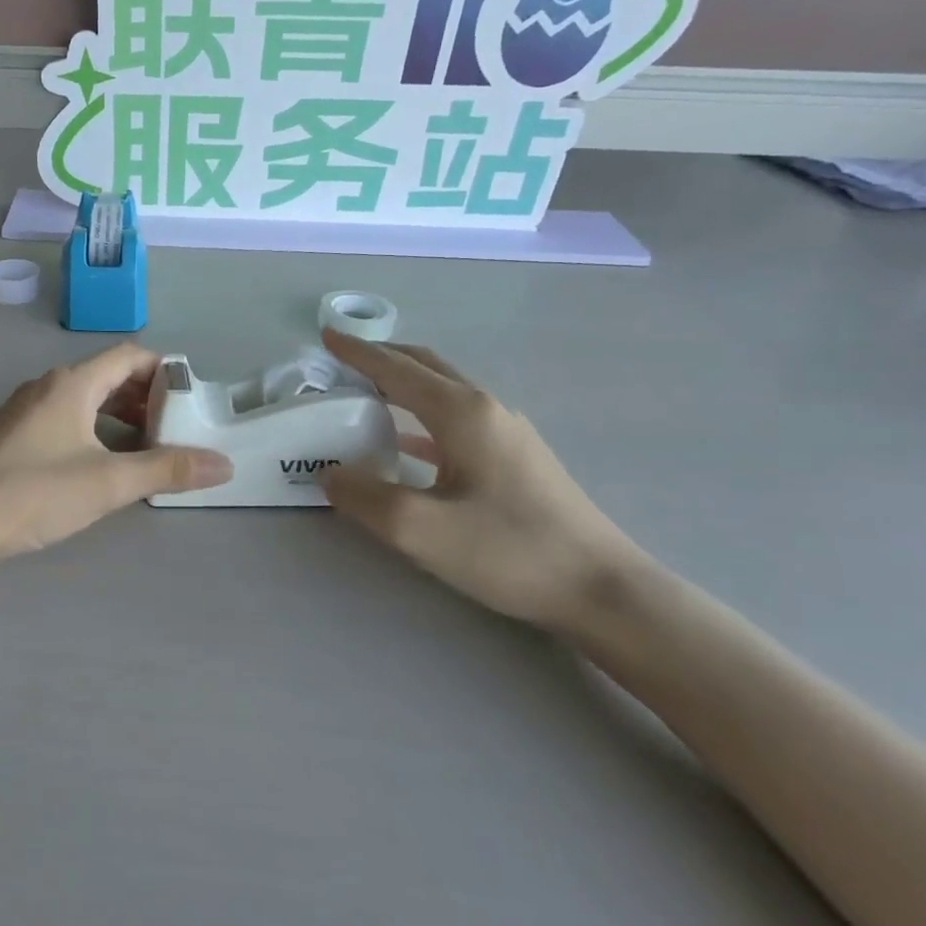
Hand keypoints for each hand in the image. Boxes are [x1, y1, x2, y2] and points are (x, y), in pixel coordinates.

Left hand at [0, 345, 231, 563]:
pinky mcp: (13, 436)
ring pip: (85, 401)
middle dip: (145, 399)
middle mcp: (48, 387)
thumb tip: (223, 465)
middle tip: (174, 430)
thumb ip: (166, 470)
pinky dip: (93, 432)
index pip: (129, 356)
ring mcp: (26, 411)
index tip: (190, 400)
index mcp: (72, 384)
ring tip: (145, 451)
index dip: (164, 371)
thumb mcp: (109, 481)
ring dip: (119, 418)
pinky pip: (65, 420)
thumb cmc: (34, 491)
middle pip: (107, 377)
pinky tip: (101, 466)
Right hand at [319, 331, 642, 632]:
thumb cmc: (509, 551)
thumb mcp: (420, 529)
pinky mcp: (516, 458)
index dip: (358, 352)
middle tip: (341, 360)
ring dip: (402, 384)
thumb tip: (330, 472)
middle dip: (381, 357)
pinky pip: (456, 422)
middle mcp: (486, 410)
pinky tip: (405, 443)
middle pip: (425, 368)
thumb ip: (364, 497)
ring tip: (365, 392)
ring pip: (443, 392)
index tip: (325, 336)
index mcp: (462, 413)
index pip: (397, 369)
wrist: (601, 589)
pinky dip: (421, 418)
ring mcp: (507, 433)